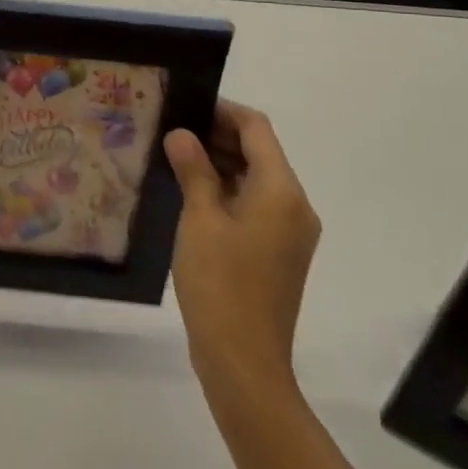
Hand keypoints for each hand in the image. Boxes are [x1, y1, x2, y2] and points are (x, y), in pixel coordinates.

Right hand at [165, 100, 319, 400]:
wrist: (244, 362)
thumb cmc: (220, 283)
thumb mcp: (199, 219)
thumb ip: (193, 170)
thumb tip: (182, 134)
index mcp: (282, 191)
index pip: (256, 129)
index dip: (222, 111)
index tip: (185, 106)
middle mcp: (295, 206)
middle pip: (260, 152)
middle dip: (218, 136)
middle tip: (172, 132)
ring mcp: (290, 232)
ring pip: (257, 179)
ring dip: (221, 164)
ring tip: (175, 159)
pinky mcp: (279, 252)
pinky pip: (256, 205)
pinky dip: (228, 191)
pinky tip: (192, 194)